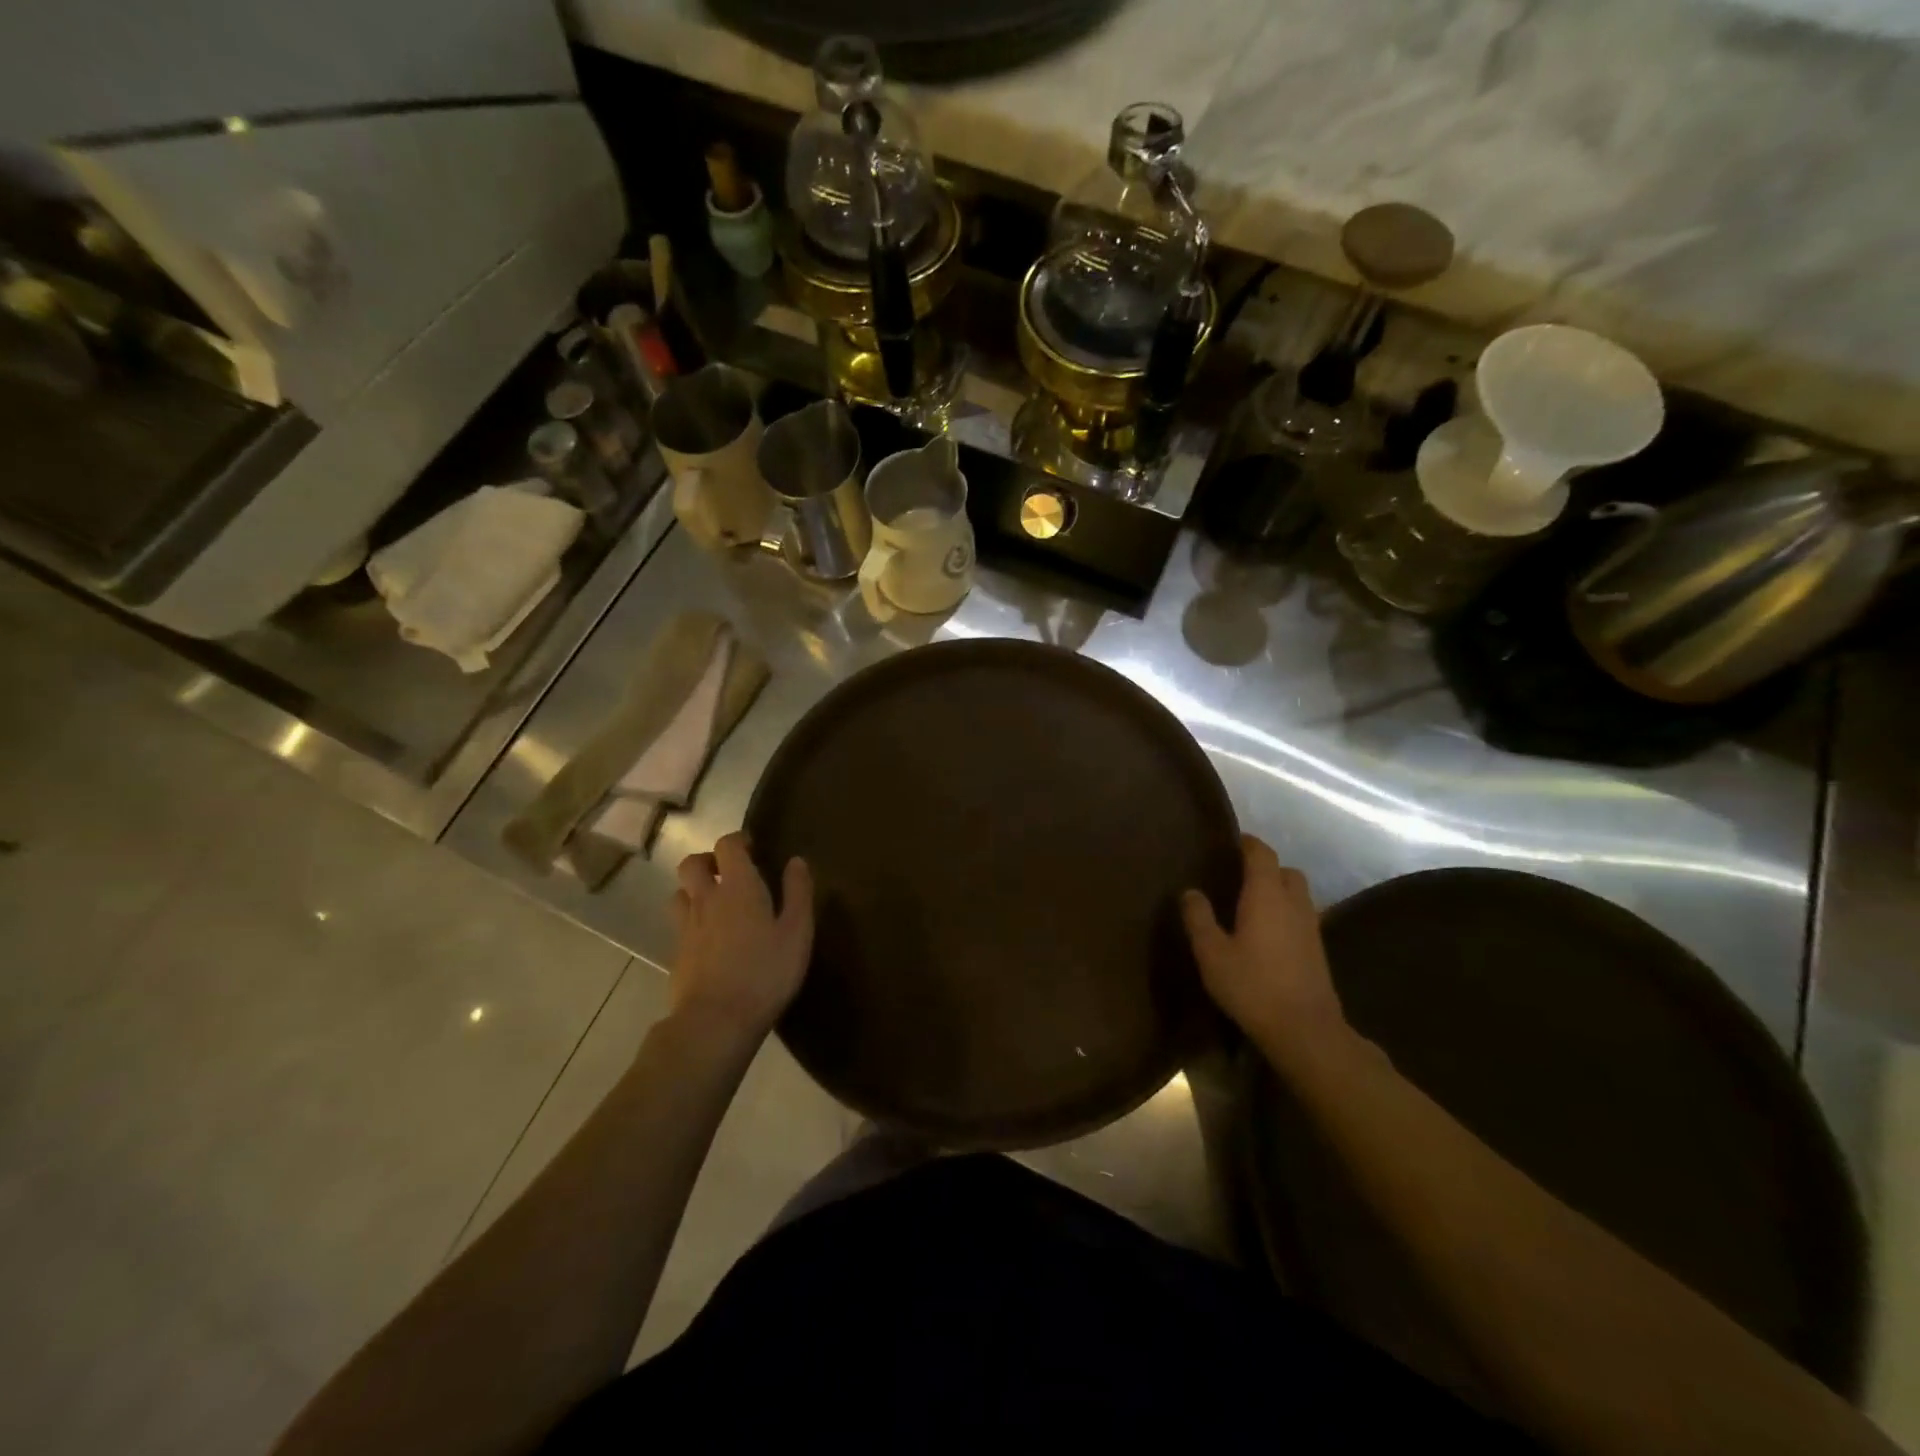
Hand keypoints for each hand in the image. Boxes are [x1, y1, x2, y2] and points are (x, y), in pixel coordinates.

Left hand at [669, 833, 812, 1043]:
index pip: (727, 845)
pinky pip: (680, 926)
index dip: (737, 840)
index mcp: (738, 887)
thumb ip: (798, 892)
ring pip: (680, 894)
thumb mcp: (797, 932)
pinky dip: (692, 922)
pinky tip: (710, 941)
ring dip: (694, 891)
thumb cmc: (765, 972)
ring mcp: (686, 928)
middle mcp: (706, 899)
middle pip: (691, 864)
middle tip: (728, 872)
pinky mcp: (676, 955)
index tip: (753, 847)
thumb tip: (796, 861)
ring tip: (716, 904)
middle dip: (708, 860)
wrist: (715, 1021)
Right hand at [1181, 835, 1351, 1070]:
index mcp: (1266, 895)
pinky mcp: (1318, 949)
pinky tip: (1267, 933)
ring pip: (1298, 893)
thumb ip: (1199, 919)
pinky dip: (1286, 913)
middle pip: (1285, 871)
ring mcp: (1311, 926)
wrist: (1305, 1030)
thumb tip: (1190, 891)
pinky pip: (1301, 915)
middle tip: (1239, 875)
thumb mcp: (1212, 953)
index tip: (1231, 841)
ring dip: (1279, 890)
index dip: (1248, 843)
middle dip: (1266, 867)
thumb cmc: (1252, 986)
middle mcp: (1293, 903)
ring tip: (1252, 903)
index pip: (1261, 854)